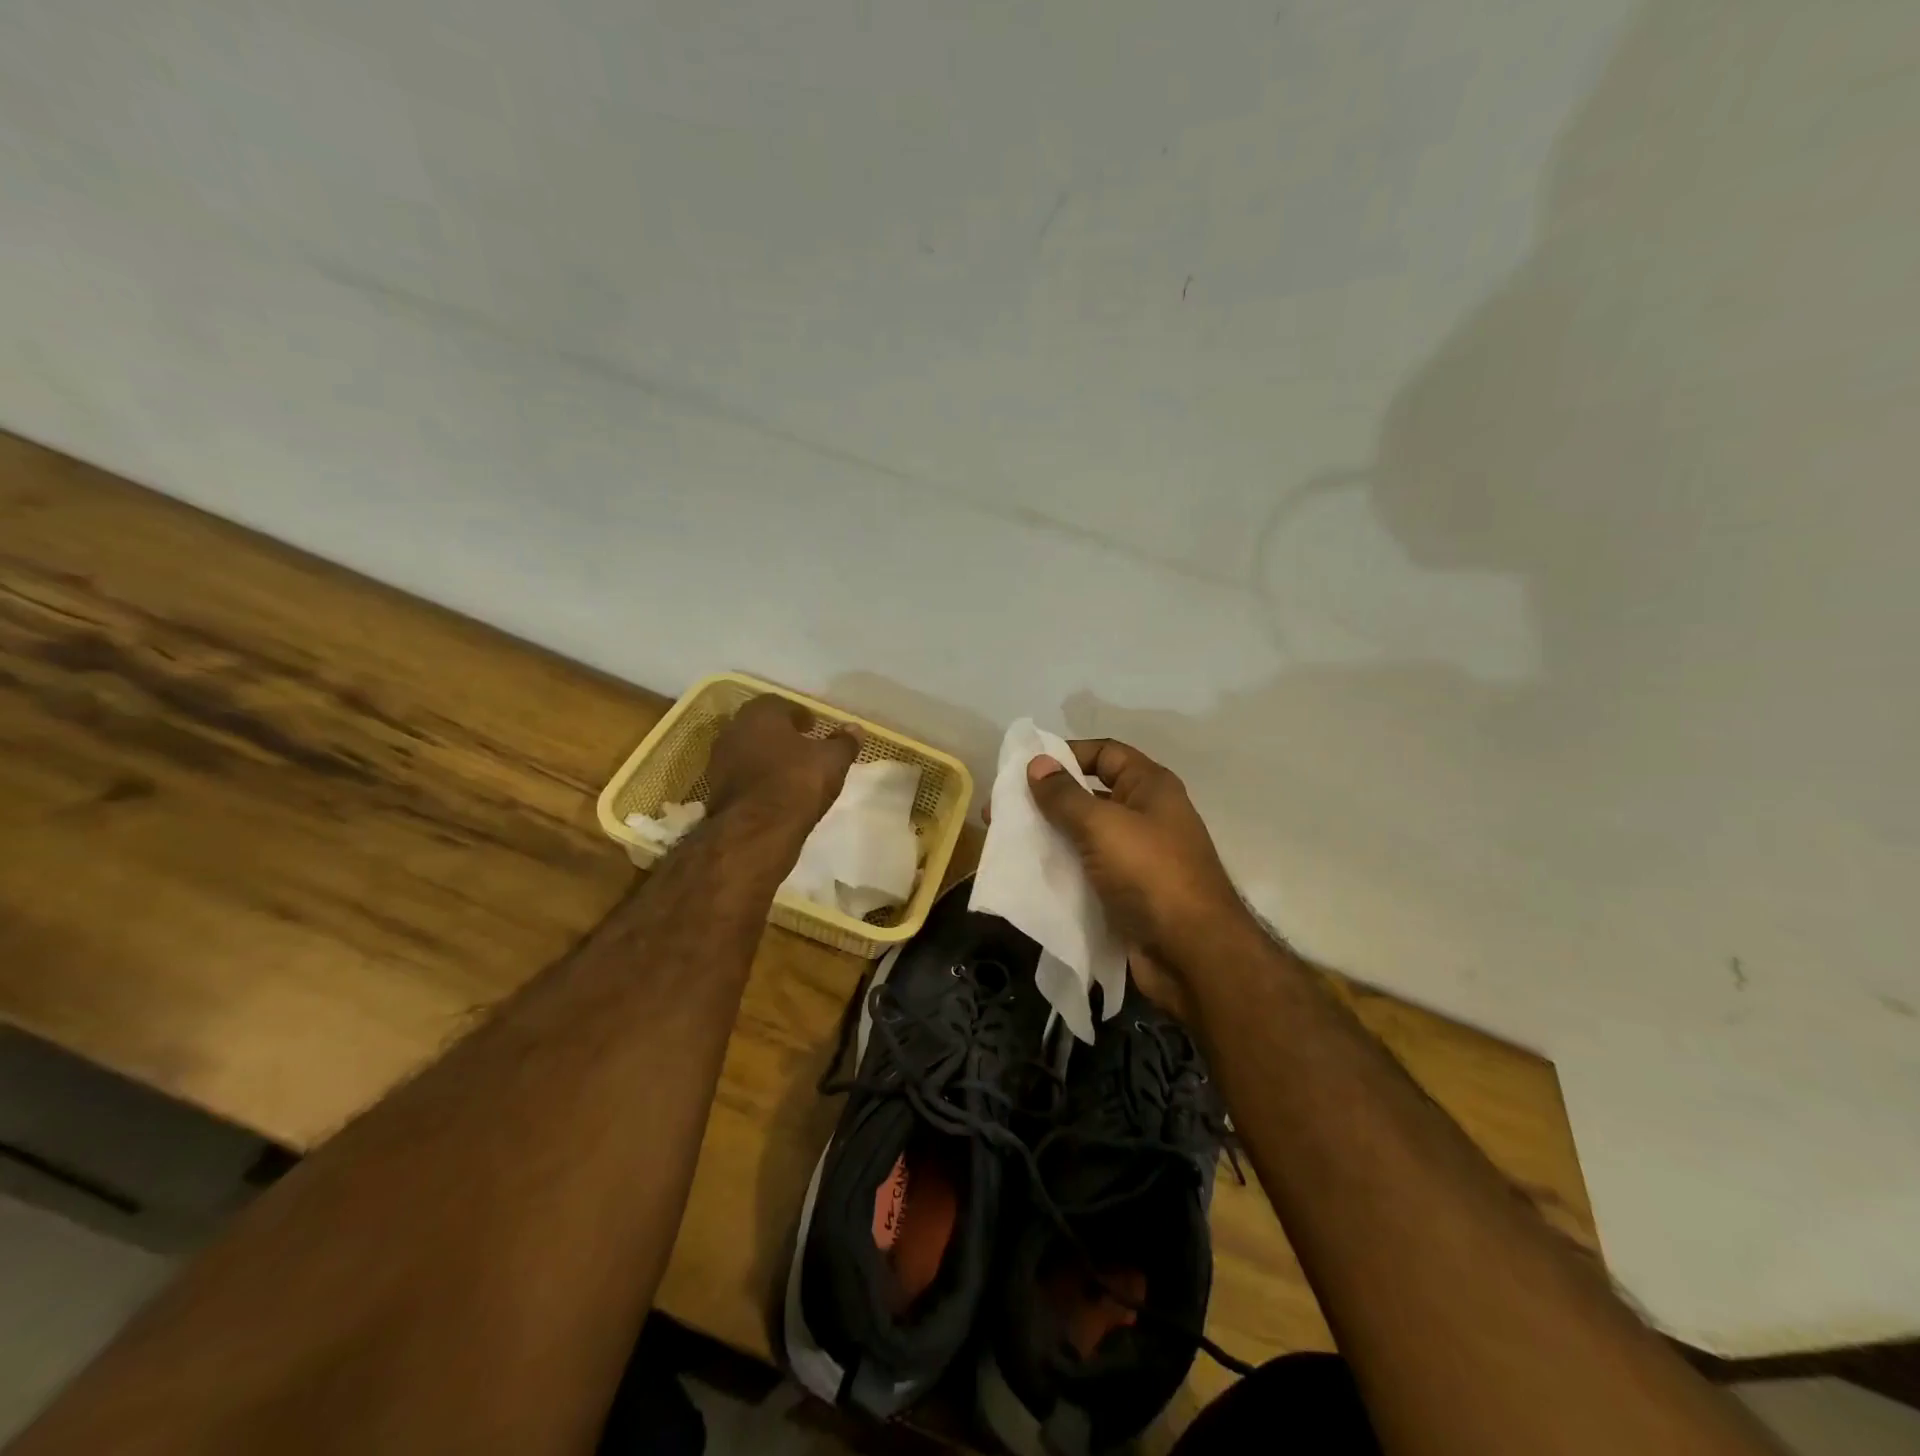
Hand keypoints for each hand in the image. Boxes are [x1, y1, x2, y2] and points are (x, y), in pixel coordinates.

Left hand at [705, 695, 859, 838]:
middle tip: (802, 746)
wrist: (756, 830)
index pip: (779, 703)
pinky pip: (740, 776)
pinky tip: (774, 791)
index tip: (813, 727)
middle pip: (759, 725)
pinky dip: (756, 779)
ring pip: (747, 750)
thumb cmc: (797, 782)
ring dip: (765, 756)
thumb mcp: (832, 760)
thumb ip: (844, 742)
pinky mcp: (715, 790)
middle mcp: (733, 731)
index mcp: (760, 714)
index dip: (798, 714)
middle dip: (780, 734)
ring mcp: (719, 761)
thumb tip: (855, 729)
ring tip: (789, 771)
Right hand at [1027, 740, 1254, 1010]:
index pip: (1105, 753)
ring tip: (1007, 842)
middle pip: (1089, 795)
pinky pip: (1086, 871)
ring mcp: (1136, 858)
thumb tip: (1037, 763)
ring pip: (1084, 836)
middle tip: (1003, 810)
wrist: (1192, 954)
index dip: (1067, 753)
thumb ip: (1065, 795)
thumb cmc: (1150, 874)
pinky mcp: (1125, 893)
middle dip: (1047, 800)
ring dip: (1049, 836)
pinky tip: (1028, 874)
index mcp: (1150, 787)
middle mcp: (1145, 816)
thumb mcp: (1102, 825)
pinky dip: (1060, 869)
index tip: (1026, 768)